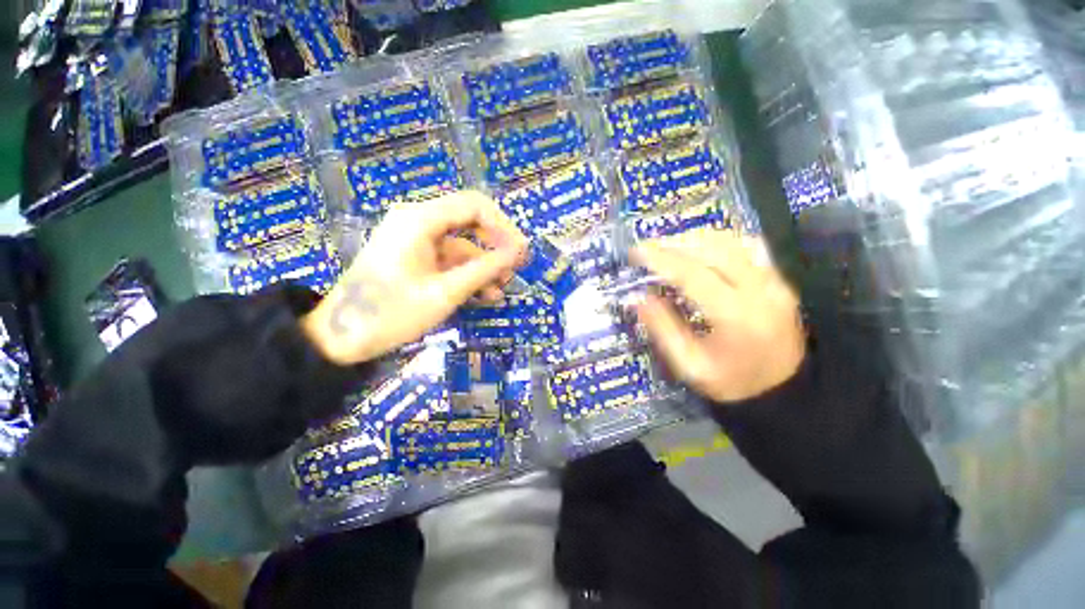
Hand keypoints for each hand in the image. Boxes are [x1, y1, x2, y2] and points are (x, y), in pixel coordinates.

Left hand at [302, 191, 527, 364]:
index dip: (503, 226)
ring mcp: (416, 241)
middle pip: (470, 223)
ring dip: (483, 266)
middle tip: (514, 271)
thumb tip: (519, 251)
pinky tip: (482, 295)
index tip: (520, 252)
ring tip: (500, 291)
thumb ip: (486, 269)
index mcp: (420, 220)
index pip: (474, 205)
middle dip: (495, 247)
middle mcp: (418, 221)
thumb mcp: (446, 291)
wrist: (341, 338)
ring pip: (462, 245)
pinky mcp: (415, 258)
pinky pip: (450, 260)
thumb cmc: (392, 313)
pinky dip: (467, 275)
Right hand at [633, 230, 804, 402]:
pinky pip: (749, 247)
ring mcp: (775, 282)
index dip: (661, 259)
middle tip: (649, 247)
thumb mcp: (689, 364)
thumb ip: (663, 328)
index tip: (636, 251)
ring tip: (669, 245)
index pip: (692, 274)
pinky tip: (701, 247)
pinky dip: (720, 241)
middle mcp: (759, 291)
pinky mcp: (779, 281)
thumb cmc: (732, 382)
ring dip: (696, 238)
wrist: (784, 392)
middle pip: (714, 249)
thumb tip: (639, 298)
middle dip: (675, 243)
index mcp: (735, 316)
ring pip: (733, 243)